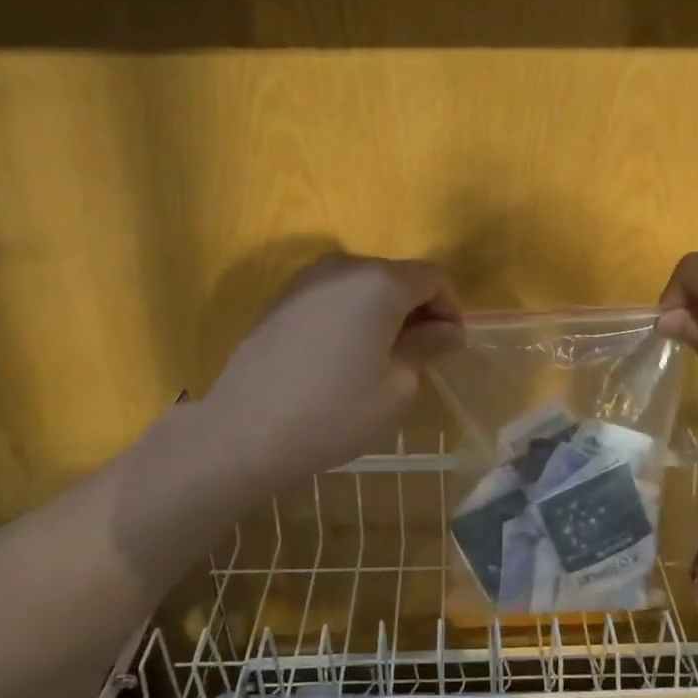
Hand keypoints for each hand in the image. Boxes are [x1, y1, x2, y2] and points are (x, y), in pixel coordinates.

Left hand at [200, 253, 464, 491]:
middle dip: (418, 309)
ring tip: (383, 357)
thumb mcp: (397, 386)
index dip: (451, 308)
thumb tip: (447, 332)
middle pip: (396, 276)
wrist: (246, 430)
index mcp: (380, 282)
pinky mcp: (281, 299)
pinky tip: (344, 356)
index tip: (451, 346)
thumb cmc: (335, 411)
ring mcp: (306, 280)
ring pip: (363, 286)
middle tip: (423, 354)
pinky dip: (351, 316)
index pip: (433, 277)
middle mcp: (343, 267)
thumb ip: (426, 347)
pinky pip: (333, 297)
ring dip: (383, 313)